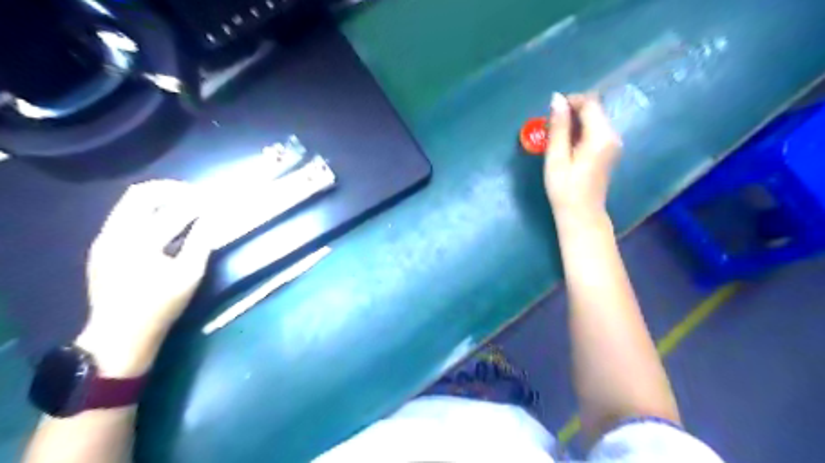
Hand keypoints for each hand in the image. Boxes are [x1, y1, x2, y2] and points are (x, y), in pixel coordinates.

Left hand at [75, 179, 210, 376]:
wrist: (119, 335)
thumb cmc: (161, 306)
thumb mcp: (189, 275)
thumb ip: (201, 242)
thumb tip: (212, 217)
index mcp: (139, 241)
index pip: (173, 209)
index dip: (197, 201)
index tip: (214, 199)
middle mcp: (115, 233)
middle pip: (140, 194)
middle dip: (171, 189)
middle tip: (195, 195)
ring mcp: (104, 240)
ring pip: (128, 204)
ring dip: (158, 199)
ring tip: (183, 205)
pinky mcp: (101, 248)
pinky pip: (123, 217)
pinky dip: (146, 213)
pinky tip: (163, 224)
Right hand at [546, 92, 622, 220]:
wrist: (581, 214)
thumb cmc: (565, 188)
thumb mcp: (556, 157)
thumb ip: (559, 127)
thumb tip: (557, 98)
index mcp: (601, 136)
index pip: (590, 103)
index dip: (570, 101)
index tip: (550, 112)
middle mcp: (613, 135)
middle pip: (594, 109)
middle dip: (572, 111)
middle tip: (550, 126)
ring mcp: (613, 143)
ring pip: (595, 119)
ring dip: (575, 121)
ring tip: (556, 136)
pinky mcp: (610, 151)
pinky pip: (596, 130)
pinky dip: (581, 131)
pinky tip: (567, 145)